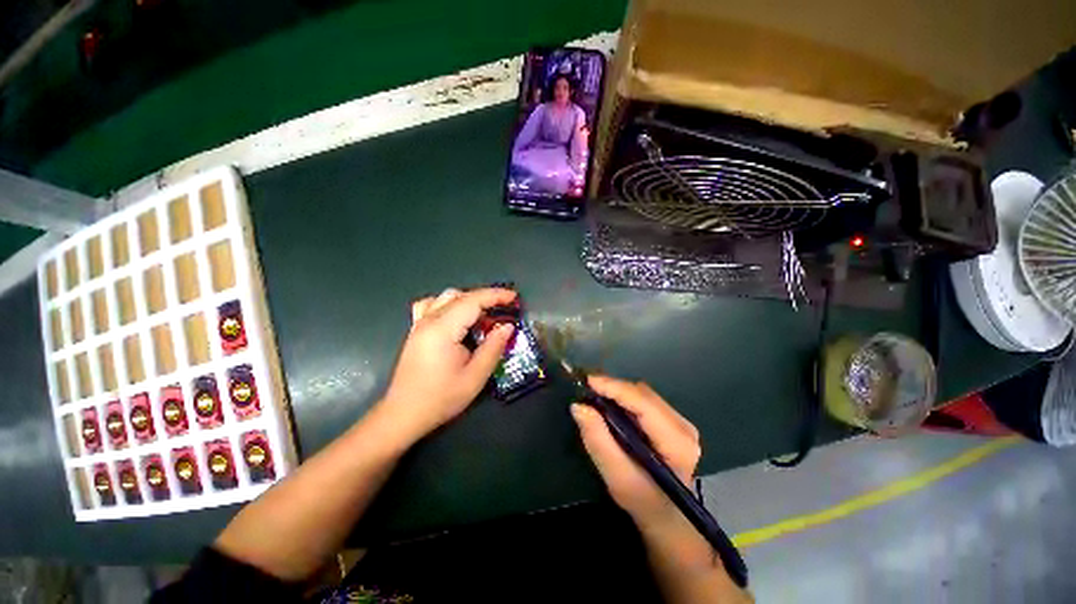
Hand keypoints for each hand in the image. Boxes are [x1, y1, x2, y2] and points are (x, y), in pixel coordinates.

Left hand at [380, 287, 516, 440]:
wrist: (404, 414)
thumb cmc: (441, 398)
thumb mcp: (475, 377)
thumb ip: (493, 348)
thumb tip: (507, 326)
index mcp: (443, 330)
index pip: (472, 301)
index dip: (495, 296)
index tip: (514, 298)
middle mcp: (429, 320)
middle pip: (460, 296)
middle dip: (486, 297)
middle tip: (505, 308)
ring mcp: (419, 324)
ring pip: (446, 297)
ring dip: (469, 299)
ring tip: (484, 312)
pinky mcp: (416, 330)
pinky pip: (432, 305)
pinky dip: (449, 303)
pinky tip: (457, 315)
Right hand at [571, 376, 700, 529]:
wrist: (666, 515)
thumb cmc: (642, 500)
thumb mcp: (616, 476)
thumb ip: (598, 440)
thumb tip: (579, 406)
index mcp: (676, 442)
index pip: (643, 402)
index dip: (614, 387)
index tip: (588, 381)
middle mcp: (683, 426)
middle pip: (643, 394)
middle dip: (613, 388)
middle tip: (586, 388)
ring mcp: (681, 421)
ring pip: (643, 393)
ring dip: (618, 391)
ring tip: (595, 394)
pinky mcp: (673, 421)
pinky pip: (645, 399)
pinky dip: (625, 398)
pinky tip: (611, 404)